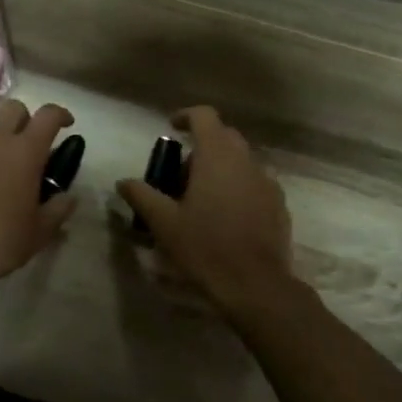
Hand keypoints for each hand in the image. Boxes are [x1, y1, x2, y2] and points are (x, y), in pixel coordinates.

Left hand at [0, 100, 78, 290]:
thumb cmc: (2, 240)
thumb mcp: (41, 231)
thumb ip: (59, 208)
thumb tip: (67, 197)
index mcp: (25, 151)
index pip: (48, 115)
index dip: (60, 114)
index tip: (66, 125)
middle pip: (14, 108)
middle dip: (26, 119)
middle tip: (32, 146)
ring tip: (2, 166)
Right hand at [116, 106, 294, 310]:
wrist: (256, 286)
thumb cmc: (205, 247)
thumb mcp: (163, 223)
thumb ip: (141, 195)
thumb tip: (123, 182)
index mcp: (217, 156)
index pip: (204, 116)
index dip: (186, 116)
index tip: (171, 128)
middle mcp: (246, 161)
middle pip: (223, 137)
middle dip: (200, 148)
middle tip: (179, 176)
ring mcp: (267, 183)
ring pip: (240, 161)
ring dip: (219, 169)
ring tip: (200, 200)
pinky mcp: (279, 205)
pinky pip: (254, 184)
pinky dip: (236, 188)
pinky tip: (224, 218)